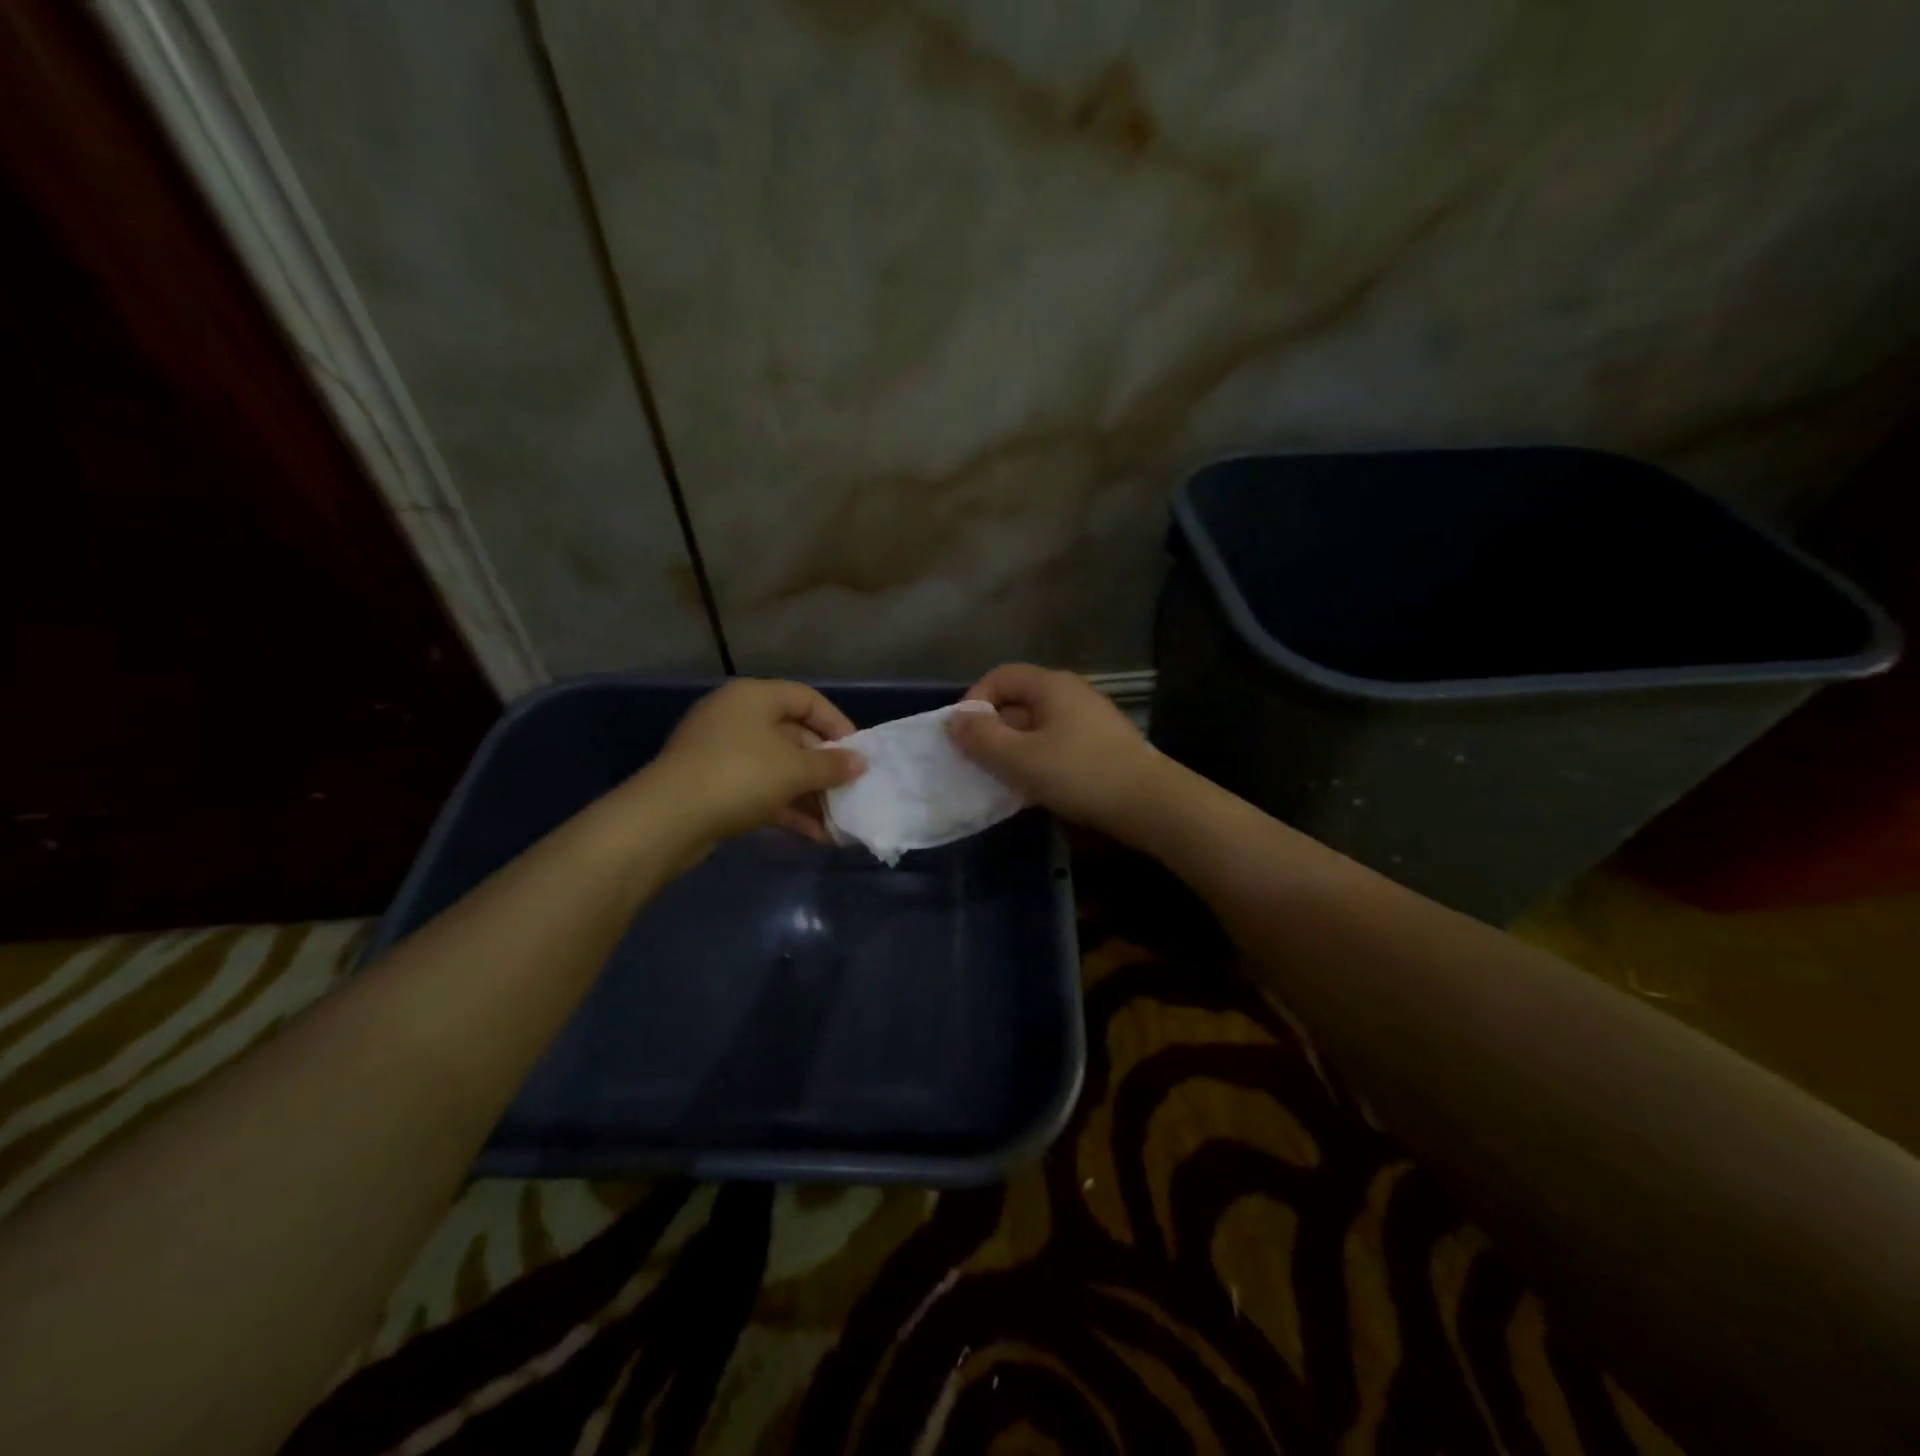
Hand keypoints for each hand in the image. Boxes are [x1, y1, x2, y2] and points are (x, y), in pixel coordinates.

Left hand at [644, 679, 864, 846]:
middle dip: (824, 766)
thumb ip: (832, 765)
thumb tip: (860, 763)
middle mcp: (736, 717)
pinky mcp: (713, 786)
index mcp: (754, 697)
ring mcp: (721, 753)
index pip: (806, 698)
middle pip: (793, 735)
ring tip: (838, 820)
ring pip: (777, 767)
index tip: (857, 752)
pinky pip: (760, 790)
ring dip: (809, 793)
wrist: (668, 819)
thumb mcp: (794, 769)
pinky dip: (787, 808)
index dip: (836, 723)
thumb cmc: (740, 776)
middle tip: (849, 789)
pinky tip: (815, 834)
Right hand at [947, 664, 1167, 839]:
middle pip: (1018, 700)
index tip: (964, 736)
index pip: (1000, 676)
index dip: (975, 701)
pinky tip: (1034, 786)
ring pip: (1036, 725)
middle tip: (978, 762)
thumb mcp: (1020, 758)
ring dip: (1013, 748)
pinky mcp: (1099, 744)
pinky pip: (1055, 742)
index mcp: (1051, 685)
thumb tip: (954, 720)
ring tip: (1002, 778)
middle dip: (992, 729)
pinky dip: (1037, 758)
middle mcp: (1071, 693)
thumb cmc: (1079, 774)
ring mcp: (1088, 718)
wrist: (1149, 803)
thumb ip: (982, 738)